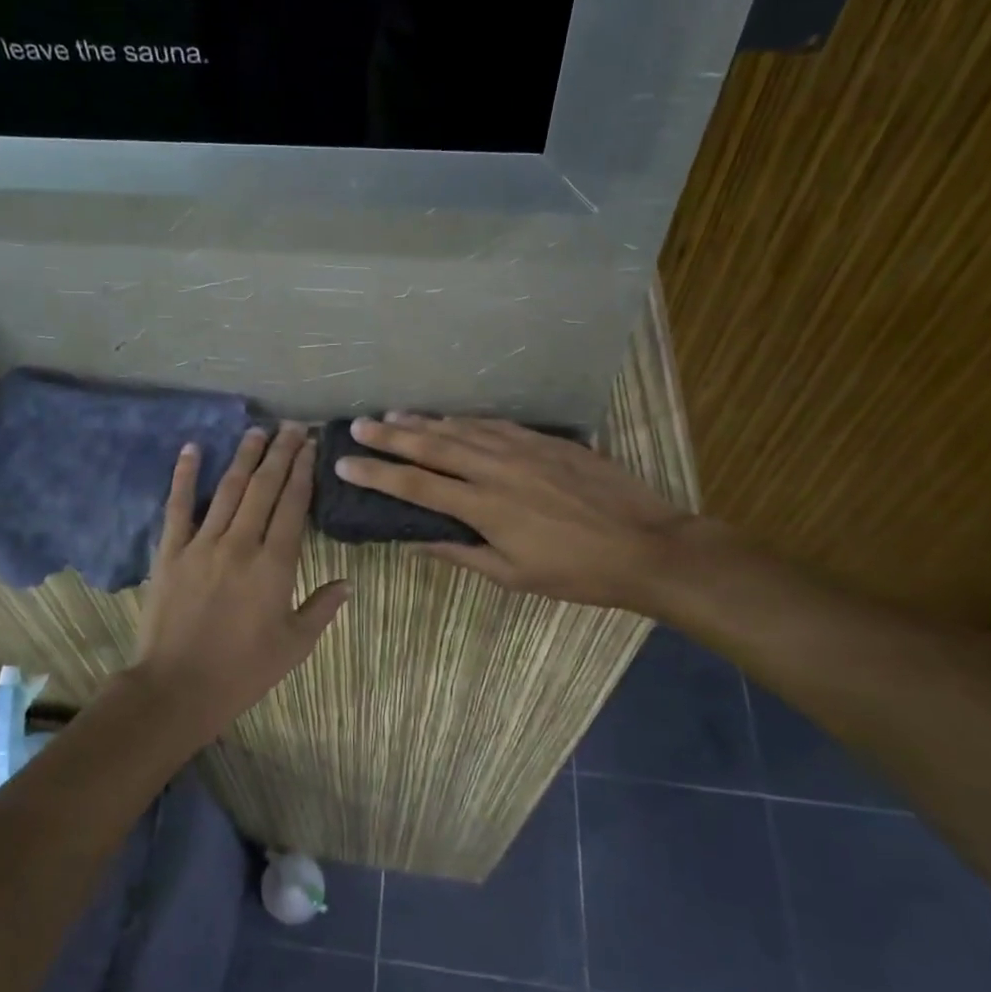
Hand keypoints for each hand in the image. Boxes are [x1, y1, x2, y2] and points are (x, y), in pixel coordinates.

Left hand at [135, 423, 351, 730]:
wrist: (177, 688)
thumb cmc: (243, 671)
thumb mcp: (294, 646)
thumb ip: (322, 609)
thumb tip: (348, 582)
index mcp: (275, 565)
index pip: (293, 505)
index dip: (303, 472)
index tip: (310, 446)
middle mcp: (241, 544)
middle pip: (264, 488)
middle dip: (280, 453)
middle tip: (292, 427)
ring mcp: (202, 544)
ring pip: (228, 489)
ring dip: (245, 457)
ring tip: (258, 431)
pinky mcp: (171, 552)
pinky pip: (178, 506)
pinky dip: (184, 475)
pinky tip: (191, 449)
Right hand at [335, 413, 696, 609]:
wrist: (645, 545)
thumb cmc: (576, 572)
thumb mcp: (513, 576)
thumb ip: (462, 553)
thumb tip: (418, 541)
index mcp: (484, 507)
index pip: (415, 486)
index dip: (376, 473)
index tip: (345, 463)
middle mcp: (495, 469)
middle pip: (432, 446)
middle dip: (389, 435)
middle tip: (357, 424)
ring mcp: (523, 449)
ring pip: (462, 429)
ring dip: (424, 422)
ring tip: (393, 415)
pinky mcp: (546, 440)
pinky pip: (495, 424)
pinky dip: (466, 421)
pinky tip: (451, 418)